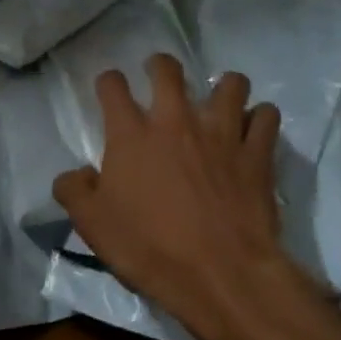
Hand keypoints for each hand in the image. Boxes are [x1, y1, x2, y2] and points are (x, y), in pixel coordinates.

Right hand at [53, 55, 311, 339]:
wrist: (221, 274)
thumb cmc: (149, 248)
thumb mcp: (91, 224)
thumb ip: (73, 190)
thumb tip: (75, 174)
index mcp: (130, 134)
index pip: (112, 86)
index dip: (108, 82)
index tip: (109, 90)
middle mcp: (175, 121)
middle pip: (168, 70)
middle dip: (160, 66)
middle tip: (159, 77)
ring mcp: (221, 133)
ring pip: (230, 84)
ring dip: (222, 87)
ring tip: (217, 101)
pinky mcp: (257, 154)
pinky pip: (267, 117)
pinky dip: (260, 118)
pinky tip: (253, 130)